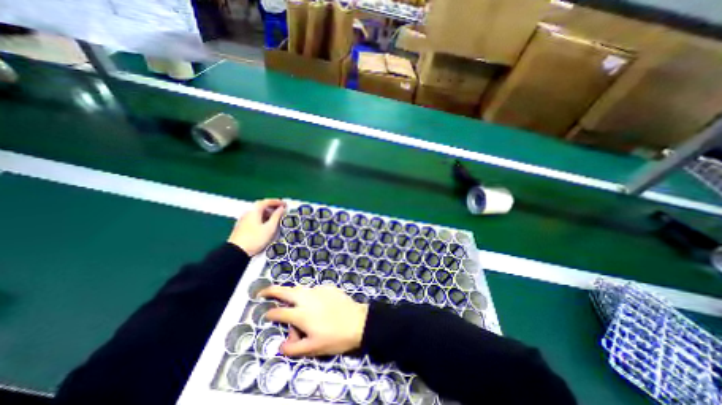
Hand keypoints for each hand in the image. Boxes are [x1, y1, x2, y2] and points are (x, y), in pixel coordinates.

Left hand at [232, 199, 288, 255]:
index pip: (267, 201)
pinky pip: (255, 217)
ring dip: (268, 212)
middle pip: (261, 205)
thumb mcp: (270, 228)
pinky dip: (263, 217)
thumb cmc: (255, 238)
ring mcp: (244, 219)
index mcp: (255, 211)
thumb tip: (281, 208)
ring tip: (276, 217)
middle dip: (272, 206)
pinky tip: (267, 223)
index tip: (285, 204)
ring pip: (258, 212)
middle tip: (281, 210)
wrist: (236, 252)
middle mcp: (248, 212)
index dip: (277, 202)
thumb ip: (276, 216)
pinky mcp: (242, 225)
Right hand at [259, 285, 368, 356]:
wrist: (358, 322)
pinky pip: (314, 290)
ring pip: (300, 288)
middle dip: (272, 290)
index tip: (266, 314)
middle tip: (263, 292)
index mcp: (301, 314)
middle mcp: (307, 298)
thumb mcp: (313, 348)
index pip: (279, 312)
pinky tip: (315, 303)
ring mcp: (319, 290)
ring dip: (291, 293)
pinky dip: (308, 295)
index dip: (270, 313)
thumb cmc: (335, 337)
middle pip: (285, 291)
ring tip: (291, 300)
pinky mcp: (328, 287)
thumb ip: (293, 348)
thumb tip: (281, 346)